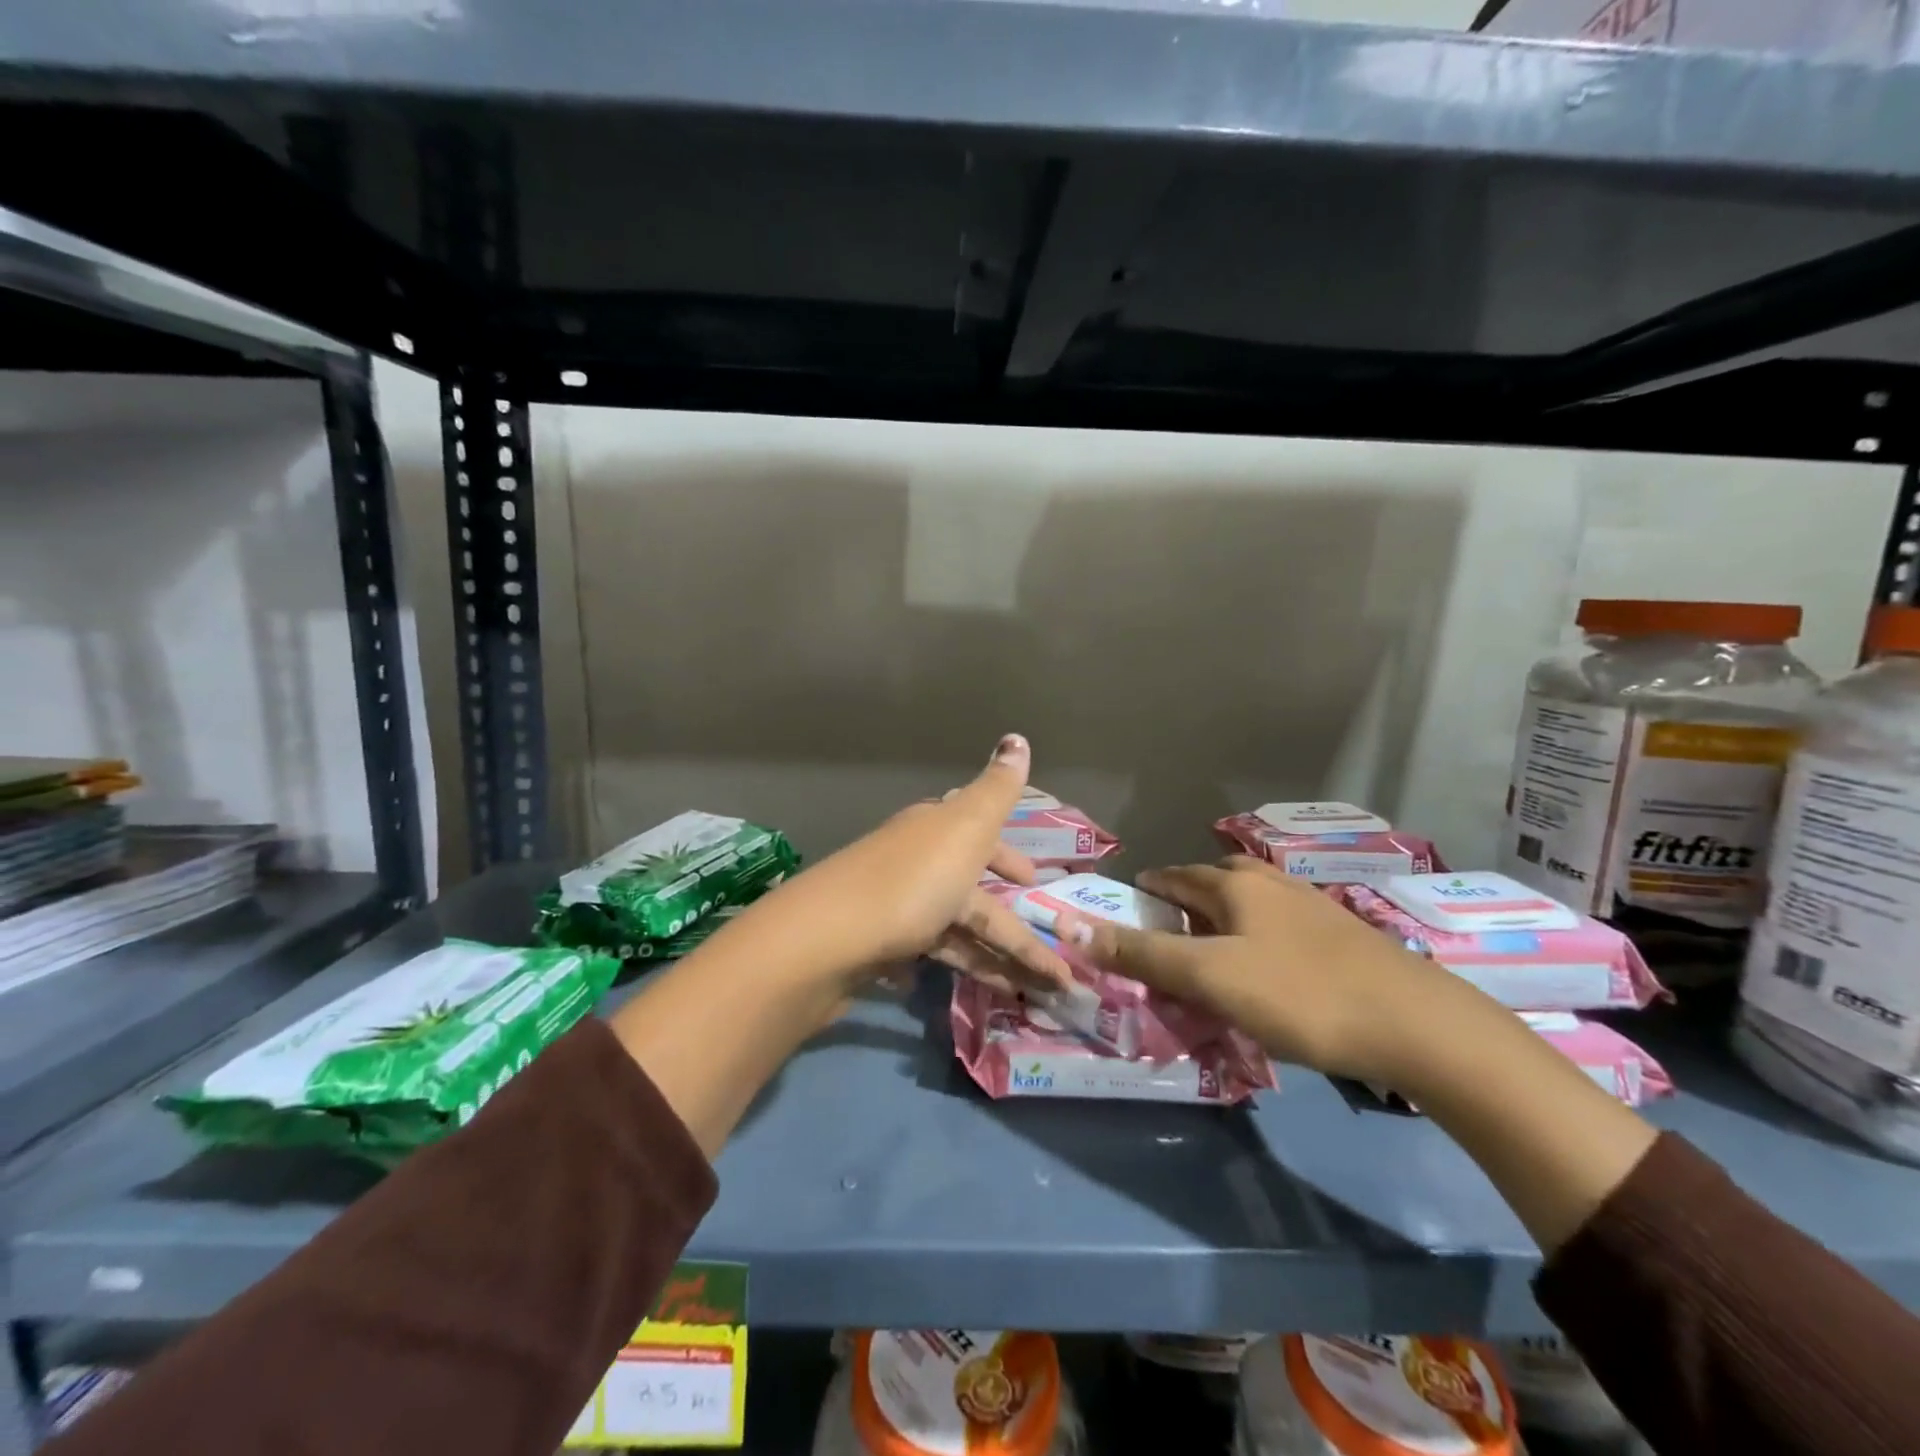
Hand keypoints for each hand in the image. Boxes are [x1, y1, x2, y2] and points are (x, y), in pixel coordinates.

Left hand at [747, 734, 1071, 995]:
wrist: (825, 941)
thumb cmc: (909, 881)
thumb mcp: (964, 827)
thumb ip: (996, 790)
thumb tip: (1017, 737)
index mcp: (934, 833)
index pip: (979, 839)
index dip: (1007, 858)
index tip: (1032, 881)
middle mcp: (914, 865)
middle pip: (973, 895)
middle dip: (1012, 925)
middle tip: (1047, 955)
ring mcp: (894, 910)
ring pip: (957, 933)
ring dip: (994, 960)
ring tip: (1033, 991)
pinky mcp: (878, 951)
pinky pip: (927, 958)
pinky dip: (952, 969)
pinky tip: (970, 991)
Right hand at [1052, 856, 1436, 1081]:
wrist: (1417, 1024)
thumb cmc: (1300, 994)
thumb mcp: (1210, 977)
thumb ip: (1143, 955)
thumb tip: (1070, 927)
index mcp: (1237, 886)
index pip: (1178, 877)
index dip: (1152, 887)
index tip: (1132, 899)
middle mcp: (1273, 885)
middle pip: (1218, 881)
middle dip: (1190, 897)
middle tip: (1171, 926)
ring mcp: (1314, 908)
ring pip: (1255, 902)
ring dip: (1227, 916)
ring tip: (1215, 946)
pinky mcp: (1343, 937)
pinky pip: (1283, 926)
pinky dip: (1260, 936)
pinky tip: (1269, 965)